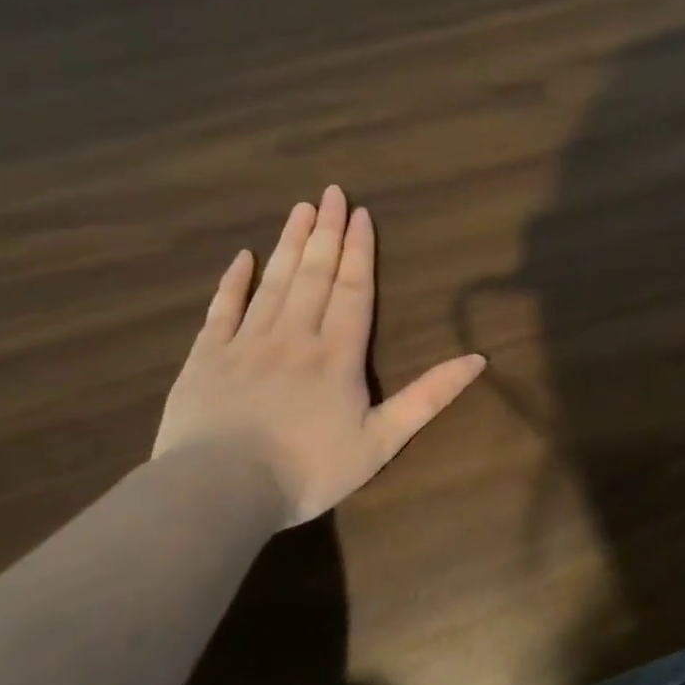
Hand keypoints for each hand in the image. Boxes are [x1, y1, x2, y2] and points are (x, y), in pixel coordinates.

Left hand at [154, 186, 486, 528]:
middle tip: (332, 192)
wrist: (218, 493)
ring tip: (301, 208)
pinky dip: (233, 281)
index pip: (353, 289)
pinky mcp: (206, 358)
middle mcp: (294, 335)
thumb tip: (478, 359)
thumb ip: (429, 397)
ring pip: (273, 282)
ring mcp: (246, 343)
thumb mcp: (382, 441)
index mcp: (337, 353)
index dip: (360, 250)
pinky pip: (222, 309)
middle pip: (315, 274)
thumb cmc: (308, 470)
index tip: (362, 213)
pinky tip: (242, 257)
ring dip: (289, 243)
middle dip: (327, 232)